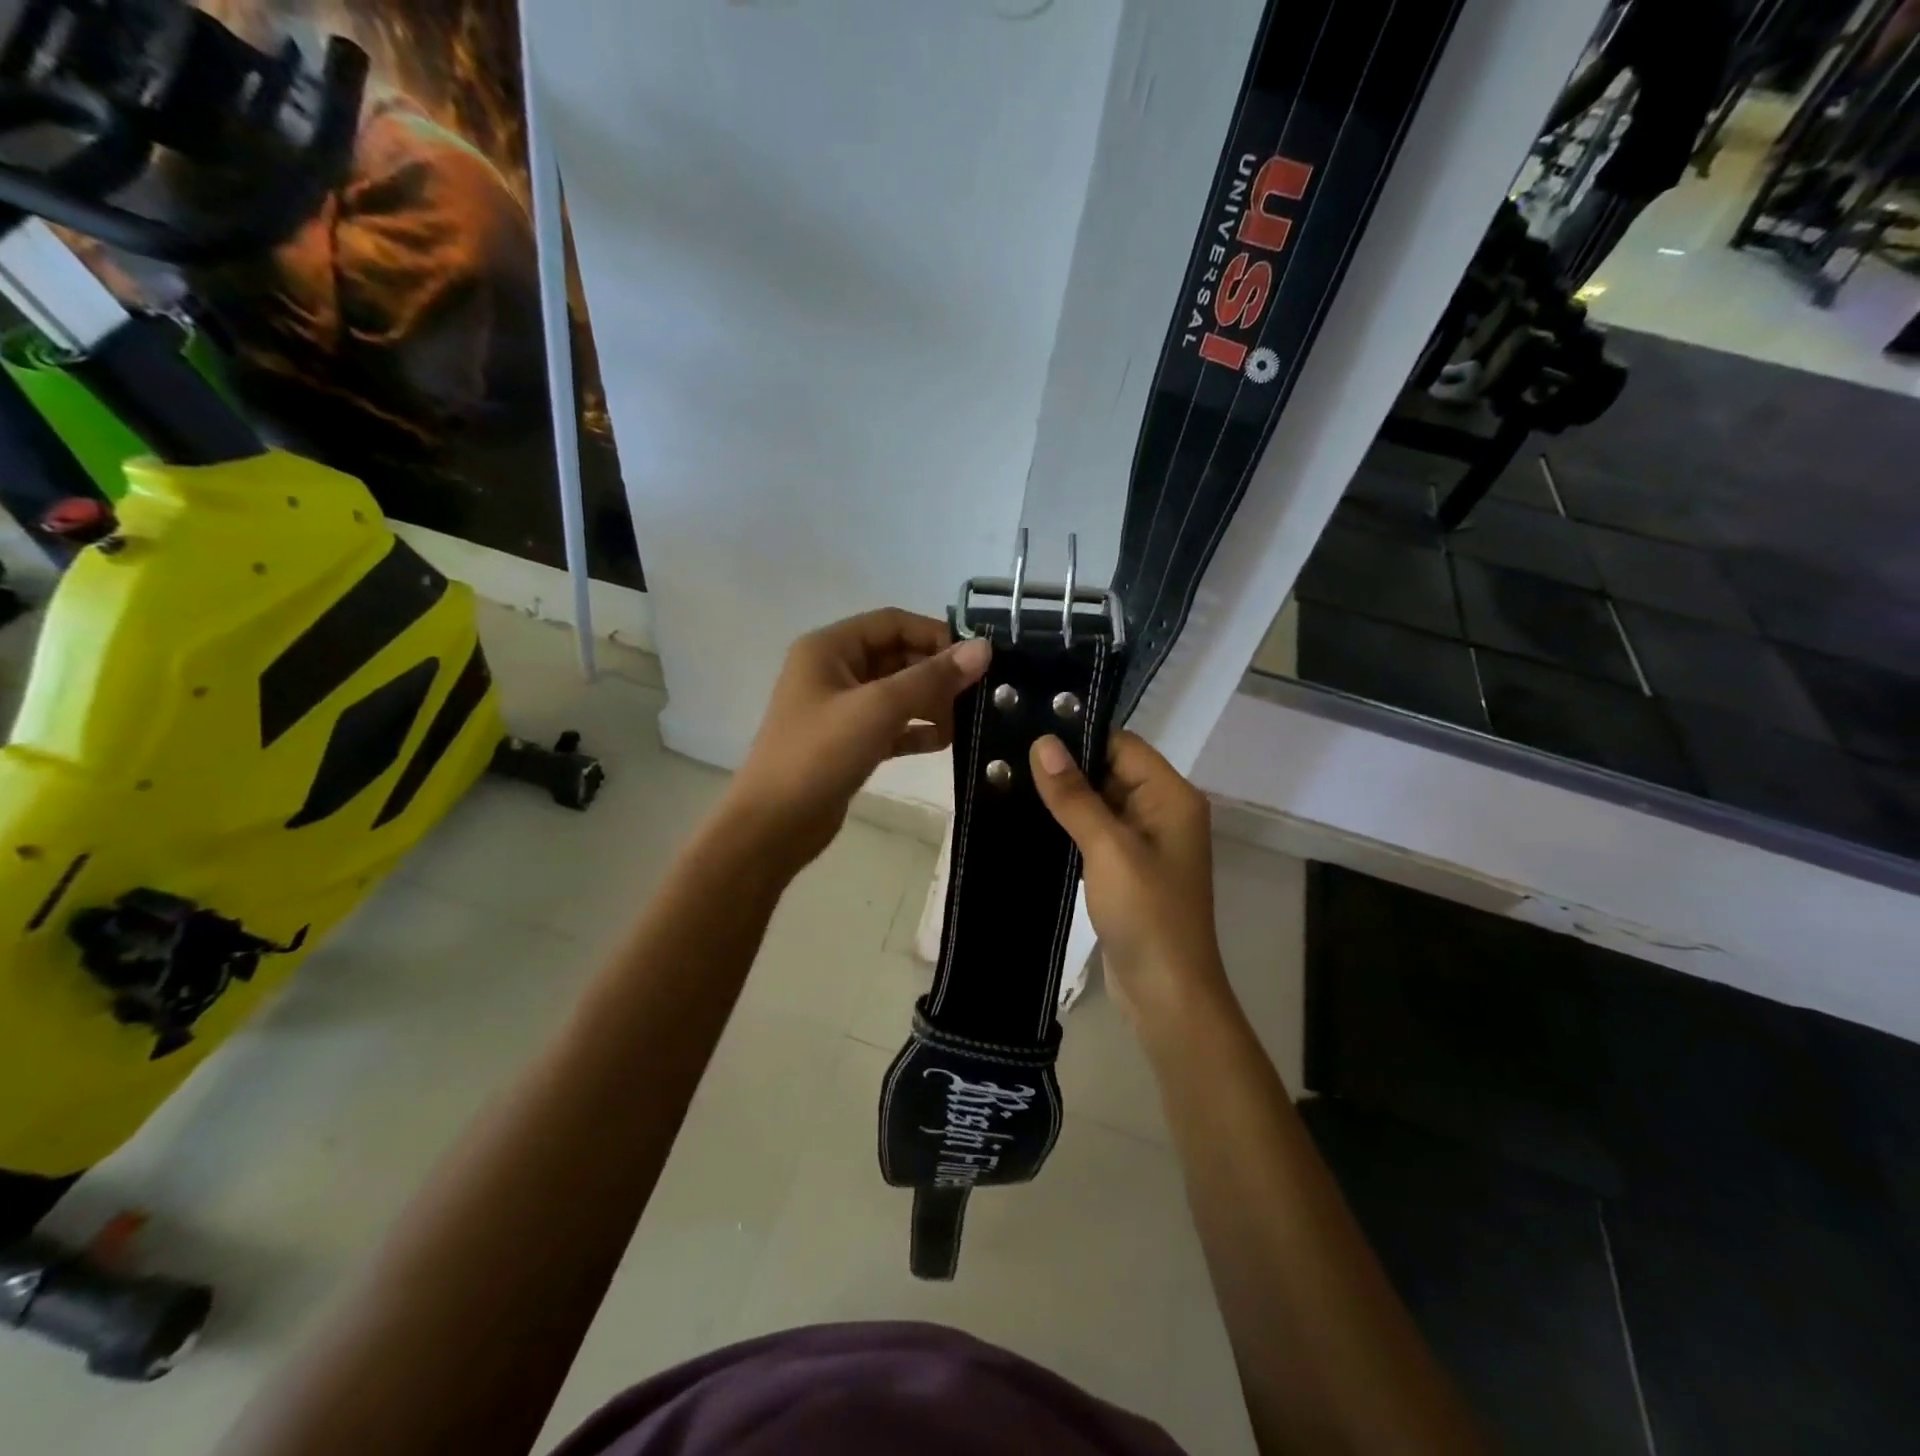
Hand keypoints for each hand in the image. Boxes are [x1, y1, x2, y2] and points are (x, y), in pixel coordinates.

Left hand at [726, 609, 991, 871]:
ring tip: (967, 720)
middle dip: (937, 673)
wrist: (774, 824)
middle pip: (897, 656)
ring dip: (931, 702)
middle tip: (979, 693)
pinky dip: (917, 730)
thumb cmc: (820, 754)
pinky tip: (946, 742)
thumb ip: (932, 677)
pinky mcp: (849, 743)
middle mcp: (834, 670)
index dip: (935, 634)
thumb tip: (984, 648)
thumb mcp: (878, 708)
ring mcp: (840, 709)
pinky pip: (891, 725)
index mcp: (830, 648)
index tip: (977, 658)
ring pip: (897, 693)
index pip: (893, 623)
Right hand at [1028, 729, 1229, 1023]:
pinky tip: (1028, 821)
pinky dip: (1068, 827)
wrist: (1166, 993)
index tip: (1029, 729)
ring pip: (1099, 803)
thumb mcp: (1108, 848)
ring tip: (1009, 782)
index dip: (1080, 736)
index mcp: (1171, 797)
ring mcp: (1144, 843)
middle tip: (1009, 755)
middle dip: (1065, 767)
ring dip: (1063, 798)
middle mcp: (1162, 812)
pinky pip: (1095, 833)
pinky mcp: (1126, 869)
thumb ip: (1075, 795)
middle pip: (1110, 771)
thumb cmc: (1146, 914)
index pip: (1123, 745)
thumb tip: (1043, 743)